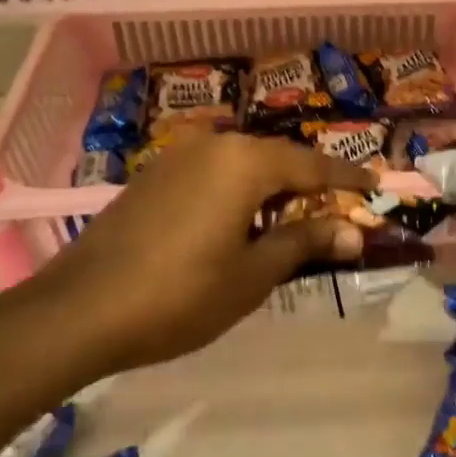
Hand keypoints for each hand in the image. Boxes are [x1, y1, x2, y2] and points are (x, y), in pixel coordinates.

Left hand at [29, 132, 375, 372]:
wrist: (78, 311)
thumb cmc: (179, 295)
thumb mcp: (253, 275)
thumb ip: (305, 243)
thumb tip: (354, 233)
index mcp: (246, 162)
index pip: (313, 166)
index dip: (348, 179)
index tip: (377, 185)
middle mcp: (215, 145)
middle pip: (278, 159)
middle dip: (309, 184)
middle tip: (337, 209)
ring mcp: (178, 157)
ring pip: (244, 165)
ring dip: (272, 189)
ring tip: (293, 219)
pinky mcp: (154, 176)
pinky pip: (214, 174)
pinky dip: (238, 192)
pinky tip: (240, 222)